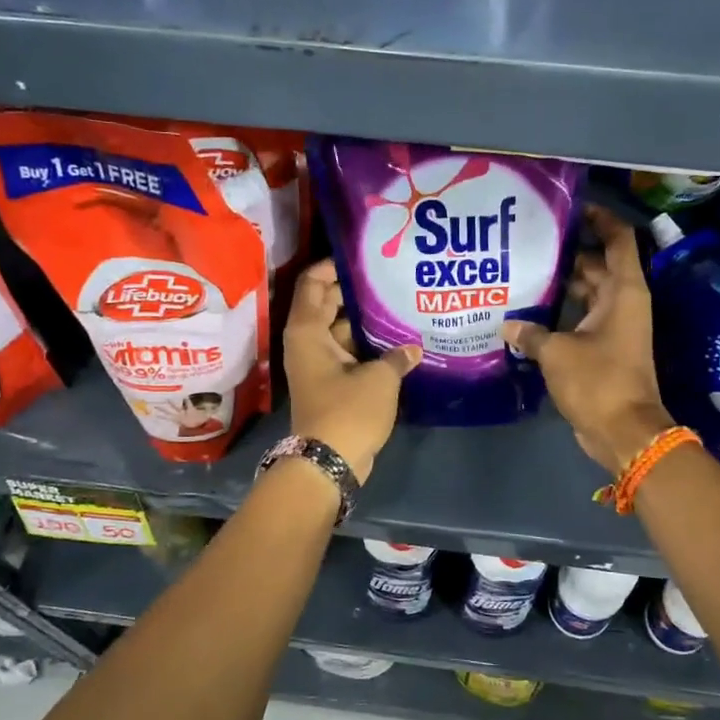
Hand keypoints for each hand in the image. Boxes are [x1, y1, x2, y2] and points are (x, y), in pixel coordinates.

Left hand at [283, 259, 420, 481]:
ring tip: (398, 302)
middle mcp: (307, 342)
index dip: (334, 266)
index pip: (314, 283)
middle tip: (388, 276)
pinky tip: (397, 339)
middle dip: (354, 290)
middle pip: (326, 304)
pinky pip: (347, 352)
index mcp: (308, 331)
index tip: (363, 257)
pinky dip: (366, 344)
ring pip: (339, 329)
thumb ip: (397, 356)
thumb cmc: (348, 411)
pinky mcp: (330, 383)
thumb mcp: (379, 379)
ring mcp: (318, 364)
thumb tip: (412, 348)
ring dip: (364, 319)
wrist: (328, 462)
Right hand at [501, 205, 673, 474]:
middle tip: (530, 240)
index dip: (600, 217)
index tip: (570, 207)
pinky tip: (527, 311)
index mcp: (623, 291)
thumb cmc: (598, 381)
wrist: (623, 432)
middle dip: (567, 251)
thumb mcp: (557, 352)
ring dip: (561, 283)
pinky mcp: (602, 348)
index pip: (618, 238)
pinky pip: (580, 317)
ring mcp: (613, 326)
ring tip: (523, 269)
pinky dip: (559, 313)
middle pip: (596, 263)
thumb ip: (531, 333)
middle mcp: (622, 302)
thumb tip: (508, 325)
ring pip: (586, 292)